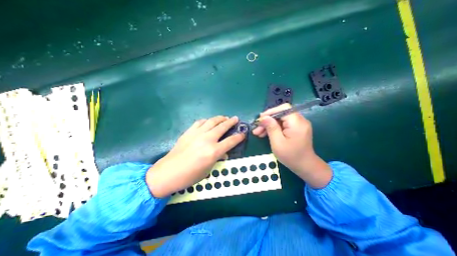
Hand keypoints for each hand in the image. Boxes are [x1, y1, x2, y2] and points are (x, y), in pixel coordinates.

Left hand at [146, 116, 246, 197]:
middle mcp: (207, 139)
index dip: (239, 137)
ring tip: (224, 117)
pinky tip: (209, 121)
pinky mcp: (189, 132)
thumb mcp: (208, 170)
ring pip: (212, 121)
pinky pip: (200, 122)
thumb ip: (217, 158)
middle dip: (231, 122)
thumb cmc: (190, 176)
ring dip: (220, 118)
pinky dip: (207, 120)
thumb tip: (223, 152)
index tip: (243, 134)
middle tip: (236, 119)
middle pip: (222, 127)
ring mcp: (197, 134)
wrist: (168, 172)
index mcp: (213, 151)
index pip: (231, 141)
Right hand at [254, 103, 332, 188]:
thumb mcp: (277, 143)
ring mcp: (298, 124)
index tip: (260, 119)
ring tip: (258, 133)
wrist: (305, 166)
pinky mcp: (296, 128)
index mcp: (297, 123)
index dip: (270, 112)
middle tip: (257, 129)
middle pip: (280, 114)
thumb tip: (263, 117)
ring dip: (269, 125)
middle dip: (267, 120)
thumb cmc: (291, 156)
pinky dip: (274, 128)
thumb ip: (271, 128)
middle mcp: (300, 120)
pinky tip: (265, 134)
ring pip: (280, 119)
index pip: (283, 109)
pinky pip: (283, 124)